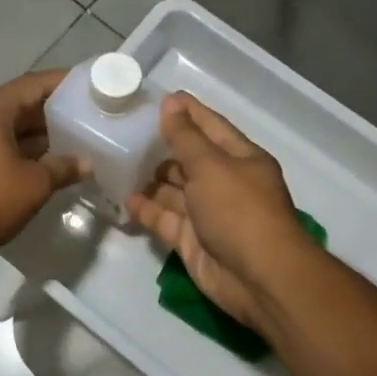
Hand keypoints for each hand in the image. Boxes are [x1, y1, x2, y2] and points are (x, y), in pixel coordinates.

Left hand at [0, 70, 88, 261]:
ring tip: (72, 140)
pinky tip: (44, 163)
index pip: (32, 85)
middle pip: (19, 104)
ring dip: (37, 134)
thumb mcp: (34, 184)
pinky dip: (20, 149)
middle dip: (52, 111)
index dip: (62, 83)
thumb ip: (63, 168)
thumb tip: (86, 164)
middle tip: (85, 116)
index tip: (88, 84)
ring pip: (7, 127)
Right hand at [127, 93, 315, 334]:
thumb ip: (186, 137)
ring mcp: (208, 214)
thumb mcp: (211, 166)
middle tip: (126, 133)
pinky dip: (148, 209)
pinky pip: (166, 219)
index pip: (211, 126)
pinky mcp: (193, 241)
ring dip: (152, 179)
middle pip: (190, 159)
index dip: (188, 111)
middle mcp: (225, 183)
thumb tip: (170, 103)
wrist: (258, 277)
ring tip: (118, 163)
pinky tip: (125, 198)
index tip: (160, 98)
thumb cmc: (239, 210)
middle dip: (163, 147)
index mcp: (240, 159)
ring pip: (175, 190)